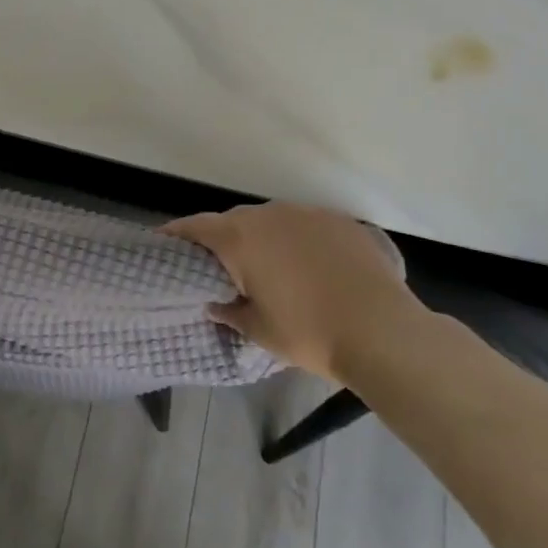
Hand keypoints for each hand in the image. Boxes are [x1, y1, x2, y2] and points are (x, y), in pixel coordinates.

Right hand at [165, 203, 430, 385]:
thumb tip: (217, 302)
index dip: (177, 233)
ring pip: (272, 221)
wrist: (383, 331)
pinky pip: (306, 226)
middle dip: (223, 241)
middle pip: (234, 221)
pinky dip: (298, 241)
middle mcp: (269, 215)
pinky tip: (310, 266)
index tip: (164, 242)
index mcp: (240, 239)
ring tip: (270, 268)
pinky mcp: (340, 221)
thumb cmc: (309, 333)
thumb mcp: (258, 330)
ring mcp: (308, 214)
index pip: (196, 227)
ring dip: (263, 239)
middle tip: (222, 268)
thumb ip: (230, 311)